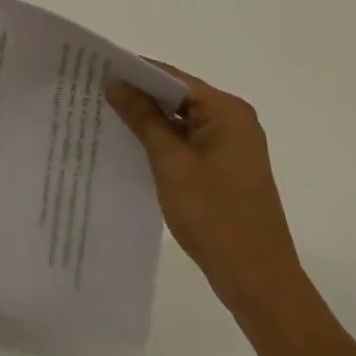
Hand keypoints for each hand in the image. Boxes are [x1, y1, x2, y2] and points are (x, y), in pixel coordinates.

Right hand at [106, 62, 313, 329]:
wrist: (261, 286)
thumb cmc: (216, 218)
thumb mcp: (171, 163)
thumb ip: (142, 118)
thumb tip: (115, 82)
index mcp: (227, 111)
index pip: (171, 77)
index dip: (133, 71)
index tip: (96, 69)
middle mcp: (233, 121)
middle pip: (176, 96)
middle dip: (138, 95)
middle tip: (94, 90)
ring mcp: (231, 146)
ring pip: (180, 119)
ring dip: (148, 119)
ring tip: (104, 113)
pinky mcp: (225, 168)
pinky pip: (187, 141)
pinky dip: (162, 141)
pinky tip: (131, 144)